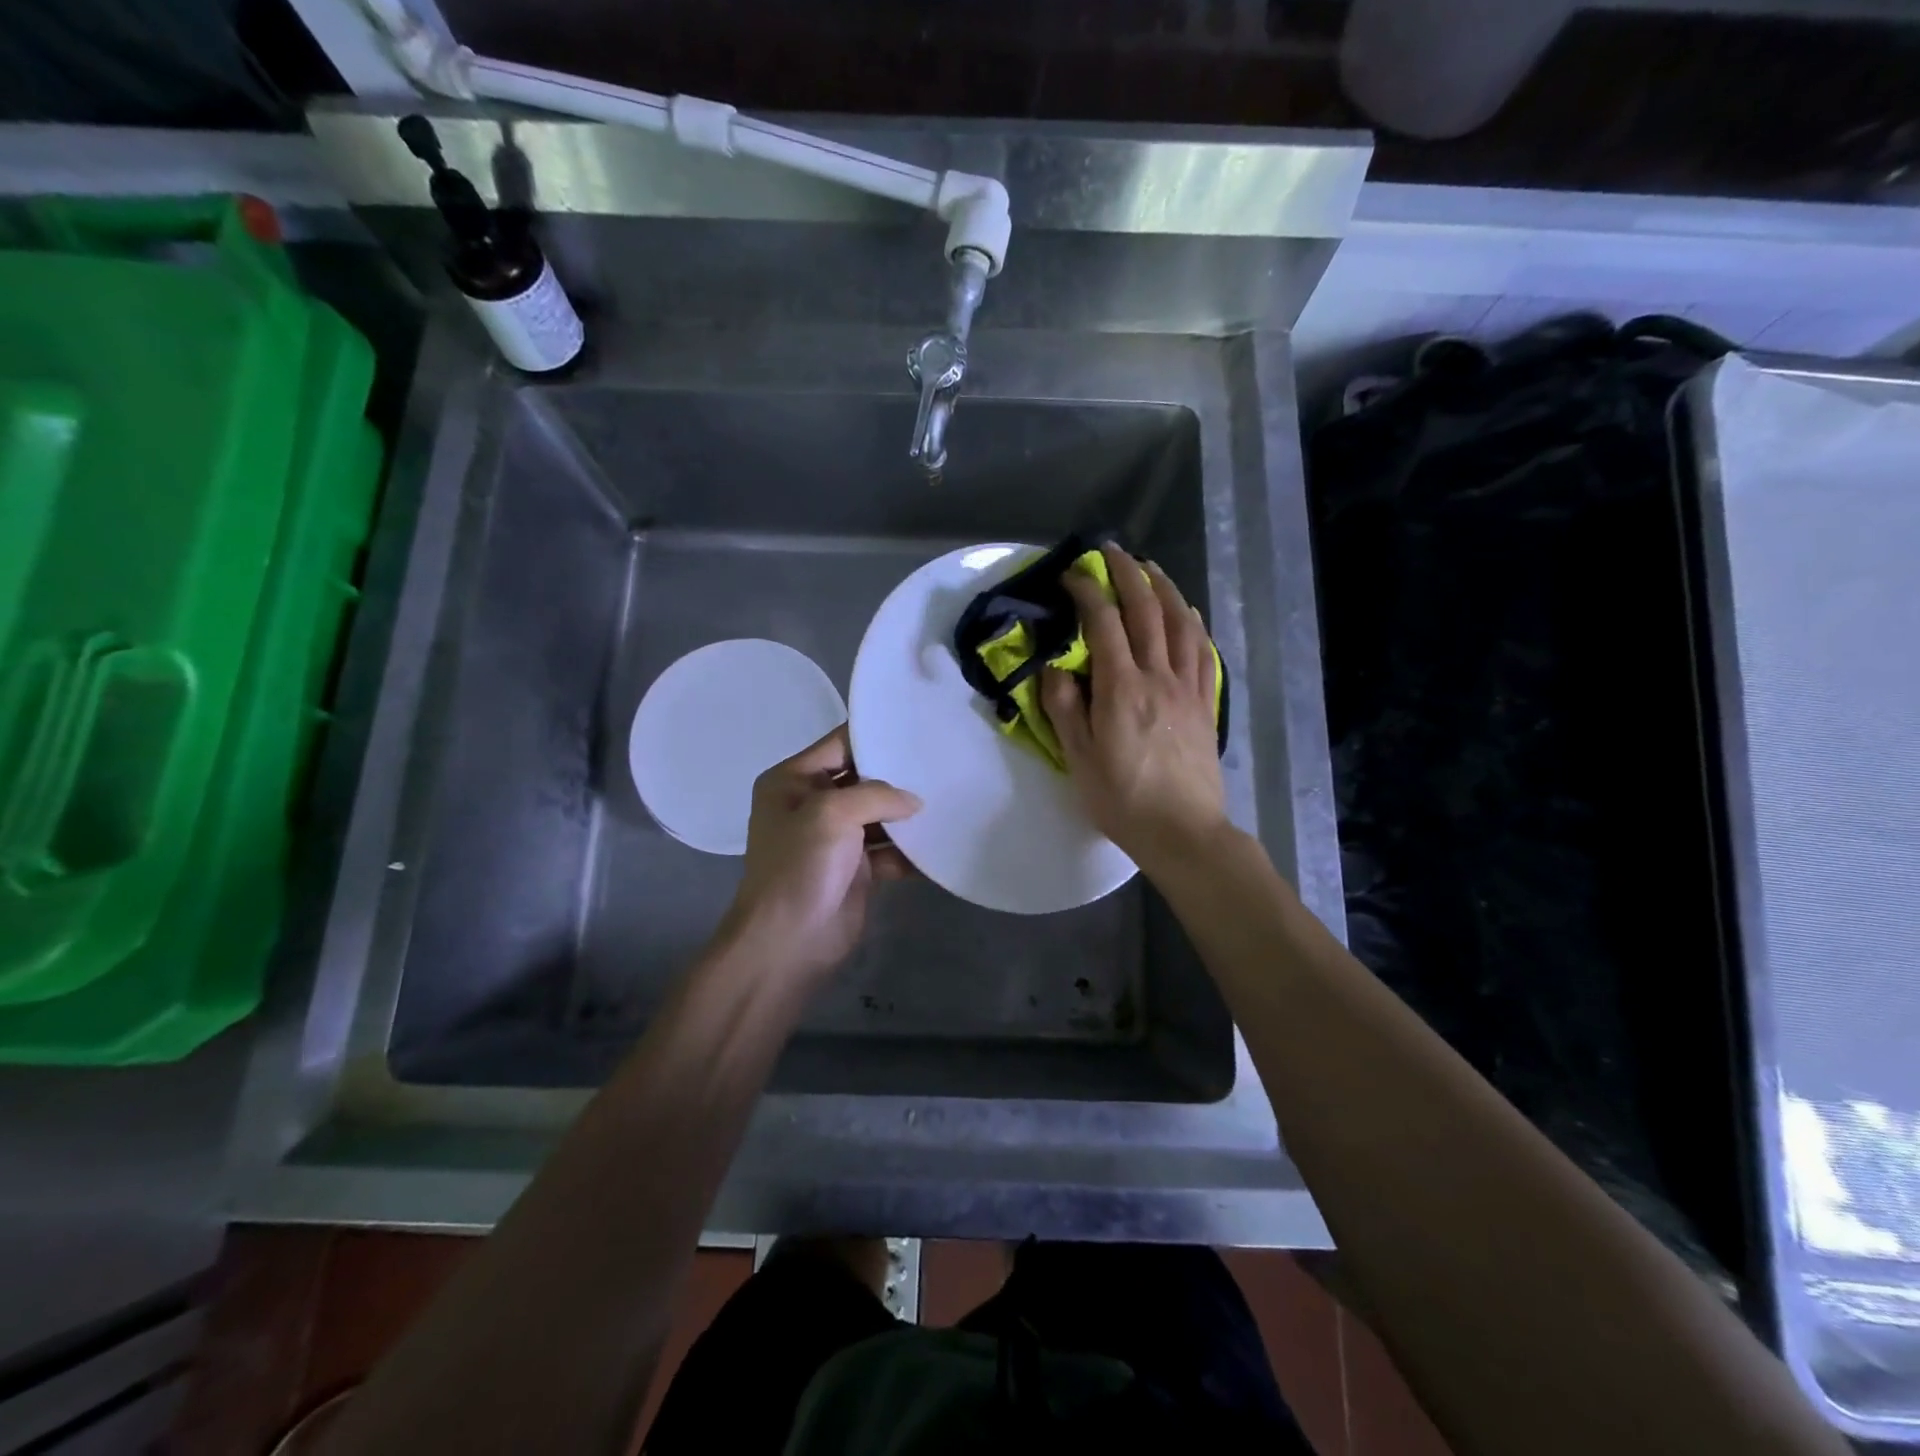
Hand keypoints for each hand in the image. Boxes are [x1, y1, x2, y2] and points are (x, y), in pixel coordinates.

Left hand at [718, 725, 920, 983]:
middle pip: (863, 779)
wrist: (788, 942)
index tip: (916, 725)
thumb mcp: (831, 814)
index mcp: (793, 781)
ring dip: (908, 814)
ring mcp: (836, 839)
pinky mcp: (857, 869)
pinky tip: (942, 842)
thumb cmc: (799, 866)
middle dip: (898, 775)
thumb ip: (876, 795)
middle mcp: (813, 804)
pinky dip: (911, 851)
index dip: (874, 735)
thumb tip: (913, 801)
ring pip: (879, 816)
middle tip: (942, 760)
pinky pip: (889, 851)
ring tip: (951, 797)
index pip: (838, 744)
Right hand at [1041, 543, 1228, 875]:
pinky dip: (1193, 623)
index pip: (1104, 623)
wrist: (1182, 831)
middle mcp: (1158, 677)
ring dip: (1164, 588)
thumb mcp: (1079, 759)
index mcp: (1121, 689)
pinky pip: (1203, 651)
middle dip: (1127, 573)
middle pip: (1146, 610)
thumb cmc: (1122, 800)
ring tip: (1149, 567)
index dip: (1087, 592)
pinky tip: (1186, 611)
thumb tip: (1054, 667)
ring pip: (1180, 623)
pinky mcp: (1205, 703)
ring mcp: (1188, 688)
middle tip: (1111, 551)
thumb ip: (1064, 708)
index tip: (1071, 576)